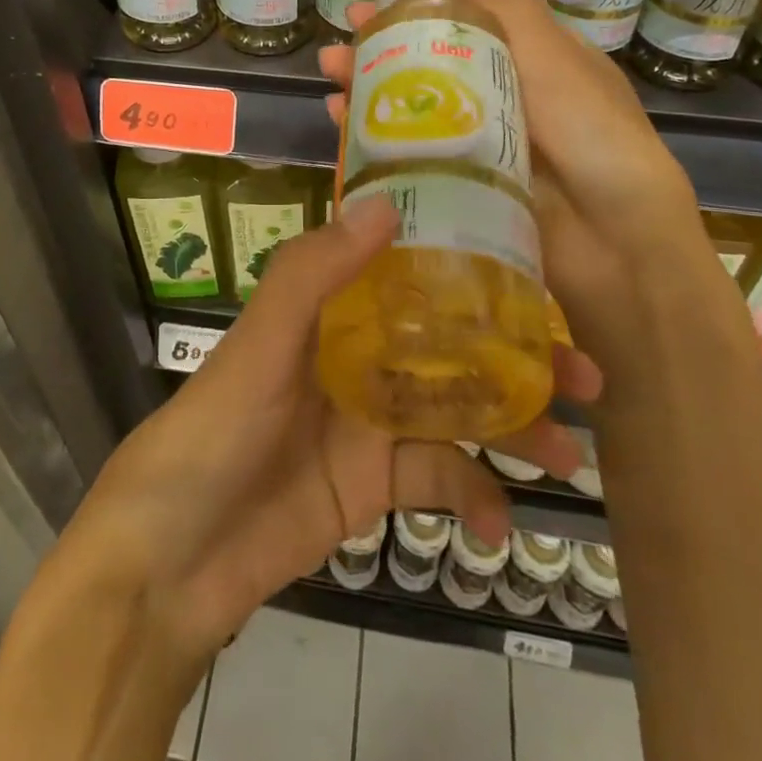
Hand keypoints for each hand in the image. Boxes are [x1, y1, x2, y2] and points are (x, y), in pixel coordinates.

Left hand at [67, 198, 601, 657]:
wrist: (173, 557)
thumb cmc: (214, 430)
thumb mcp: (260, 344)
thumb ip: (313, 273)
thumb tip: (383, 202)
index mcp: (331, 308)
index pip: (410, 271)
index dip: (471, 265)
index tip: (540, 270)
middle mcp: (357, 354)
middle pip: (451, 343)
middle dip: (517, 354)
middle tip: (588, 374)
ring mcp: (370, 422)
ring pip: (458, 411)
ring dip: (514, 428)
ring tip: (568, 453)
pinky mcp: (375, 486)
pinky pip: (439, 482)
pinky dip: (472, 499)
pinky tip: (495, 525)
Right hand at [318, 0, 725, 377]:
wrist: (616, 246)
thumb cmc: (595, 138)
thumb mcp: (560, 64)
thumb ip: (510, 14)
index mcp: (534, 58)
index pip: (477, 7)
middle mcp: (503, 92)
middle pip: (435, 52)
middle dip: (388, 33)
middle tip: (347, 22)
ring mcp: (478, 138)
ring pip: (414, 97)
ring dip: (370, 78)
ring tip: (329, 66)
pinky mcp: (457, 179)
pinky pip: (407, 146)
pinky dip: (372, 130)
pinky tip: (338, 118)